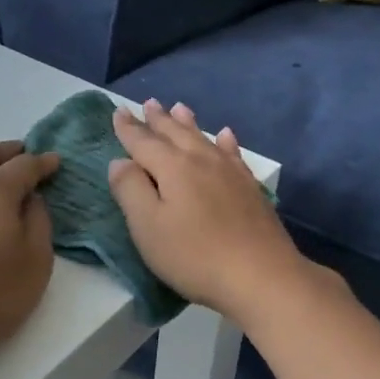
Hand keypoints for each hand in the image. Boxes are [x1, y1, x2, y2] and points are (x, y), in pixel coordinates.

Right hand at [108, 101, 313, 324]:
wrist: (261, 275)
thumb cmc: (195, 255)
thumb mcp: (148, 227)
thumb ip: (130, 190)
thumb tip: (120, 161)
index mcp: (172, 168)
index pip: (143, 142)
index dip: (128, 129)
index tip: (118, 112)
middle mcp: (202, 161)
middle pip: (175, 134)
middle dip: (159, 120)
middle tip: (149, 103)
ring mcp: (231, 172)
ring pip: (204, 139)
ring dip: (188, 124)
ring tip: (180, 108)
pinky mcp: (250, 188)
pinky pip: (233, 154)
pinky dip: (225, 141)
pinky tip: (226, 136)